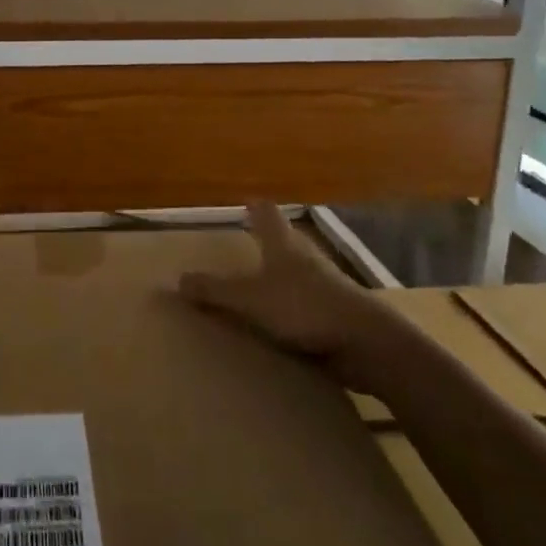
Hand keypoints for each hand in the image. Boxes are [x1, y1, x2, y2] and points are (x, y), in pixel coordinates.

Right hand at [179, 202, 368, 359]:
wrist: (365, 342)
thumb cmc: (303, 307)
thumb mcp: (249, 299)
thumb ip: (215, 290)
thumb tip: (179, 279)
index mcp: (283, 244)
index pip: (267, 213)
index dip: (254, 207)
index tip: (245, 203)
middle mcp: (305, 257)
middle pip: (284, 240)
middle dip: (266, 242)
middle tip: (244, 246)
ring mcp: (326, 285)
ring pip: (298, 271)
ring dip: (281, 277)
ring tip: (258, 289)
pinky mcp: (337, 313)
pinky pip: (308, 302)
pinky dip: (294, 306)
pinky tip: (281, 324)